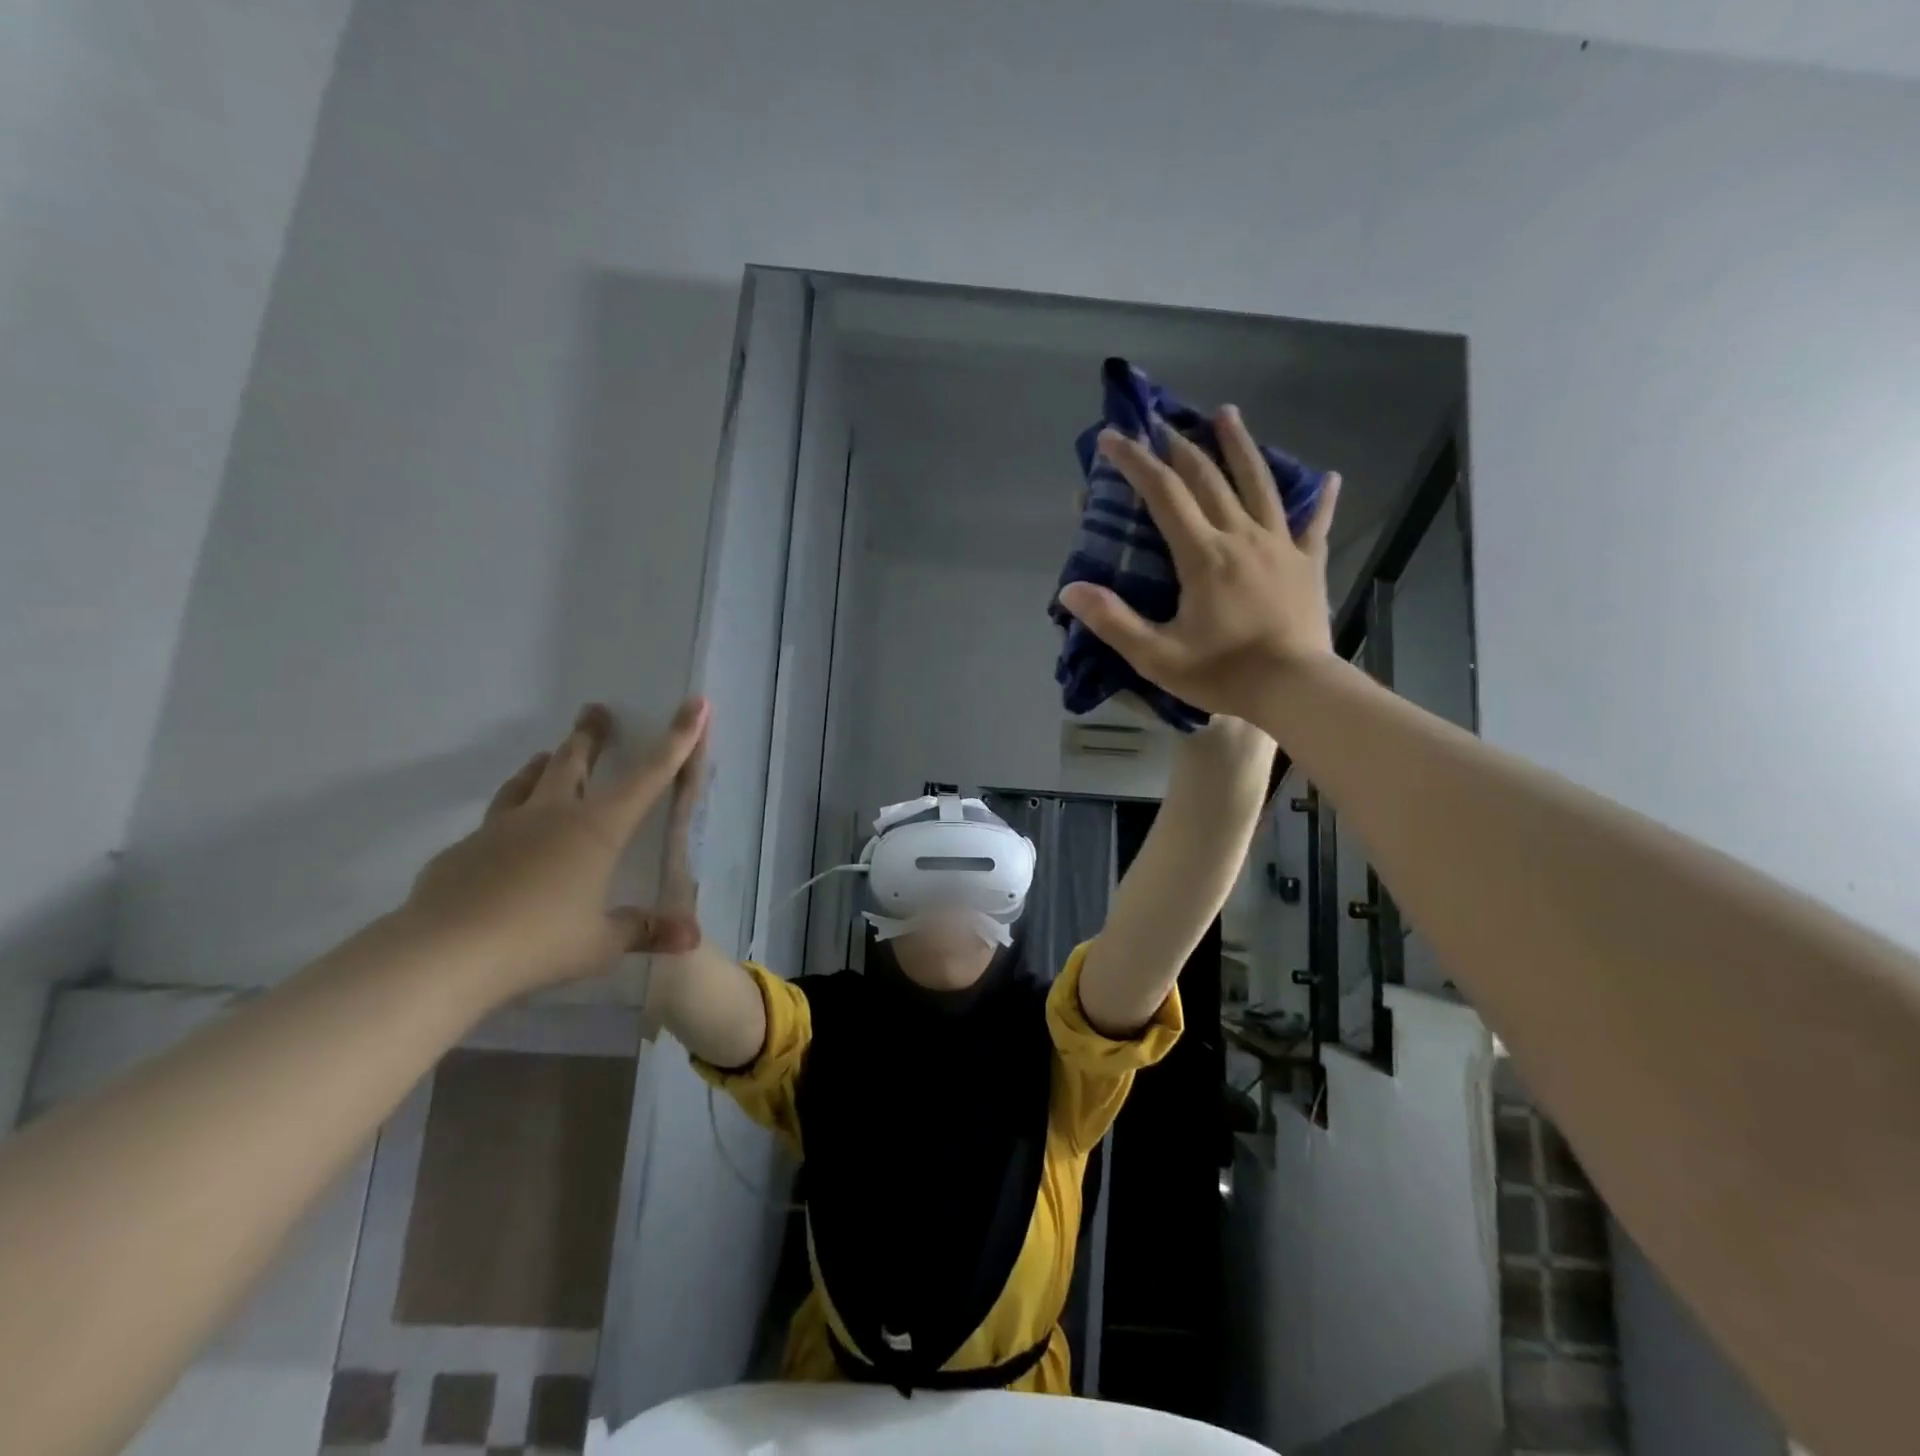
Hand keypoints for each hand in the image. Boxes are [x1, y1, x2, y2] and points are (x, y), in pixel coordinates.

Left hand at [401, 698, 708, 997]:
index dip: (677, 739)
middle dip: (590, 735)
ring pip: (526, 782)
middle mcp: (552, 815)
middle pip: (574, 761)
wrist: (442, 955)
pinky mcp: (464, 850)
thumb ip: (644, 931)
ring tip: (547, 756)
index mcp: (597, 829)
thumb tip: (691, 938)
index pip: (649, 776)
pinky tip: (506, 839)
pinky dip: (509, 818)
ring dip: (543, 765)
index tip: (695, 704)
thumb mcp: (601, 944)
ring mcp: (502, 828)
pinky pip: (493, 823)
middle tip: (595, 711)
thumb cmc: (538, 942)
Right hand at [1058, 409, 1340, 720]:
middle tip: (1161, 422)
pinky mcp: (1308, 564)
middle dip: (1180, 447)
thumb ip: (1113, 621)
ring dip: (1240, 447)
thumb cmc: (1223, 673)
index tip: (1113, 436)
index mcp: (1203, 555)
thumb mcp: (1156, 656)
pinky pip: (1315, 524)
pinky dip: (1321, 500)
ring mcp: (1280, 546)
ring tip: (1227, 414)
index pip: (1164, 494)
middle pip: (1209, 479)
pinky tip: (1330, 479)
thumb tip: (1070, 589)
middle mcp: (1241, 536)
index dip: (1135, 462)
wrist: (1296, 689)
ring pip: (1259, 485)